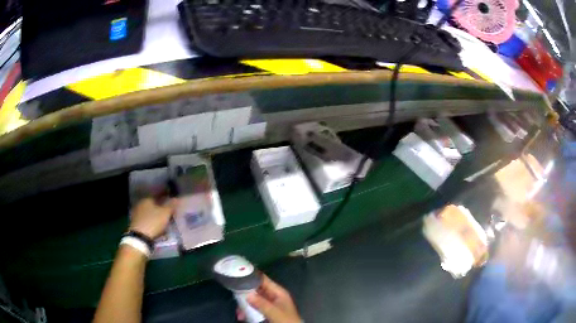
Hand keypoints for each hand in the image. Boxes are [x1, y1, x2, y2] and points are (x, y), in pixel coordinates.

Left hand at [129, 198, 175, 238]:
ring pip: (148, 212)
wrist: (139, 237)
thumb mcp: (165, 213)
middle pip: (152, 204)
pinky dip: (151, 221)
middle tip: (167, 213)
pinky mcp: (135, 222)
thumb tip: (176, 198)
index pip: (158, 195)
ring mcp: (136, 213)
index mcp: (147, 198)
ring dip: (155, 215)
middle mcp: (140, 203)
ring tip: (162, 221)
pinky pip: (146, 219)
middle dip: (160, 207)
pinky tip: (155, 226)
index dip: (165, 198)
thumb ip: (171, 205)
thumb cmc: (153, 222)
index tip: (171, 203)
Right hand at [237, 274, 301, 322]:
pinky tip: (242, 316)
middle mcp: (274, 296)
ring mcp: (270, 304)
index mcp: (278, 292)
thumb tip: (247, 294)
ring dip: (245, 305)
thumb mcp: (274, 311)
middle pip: (256, 290)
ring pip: (254, 300)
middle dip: (245, 294)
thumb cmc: (286, 320)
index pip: (263, 279)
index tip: (238, 274)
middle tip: (235, 297)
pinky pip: (255, 308)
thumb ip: (261, 303)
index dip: (252, 276)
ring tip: (239, 313)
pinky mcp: (267, 312)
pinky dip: (248, 312)